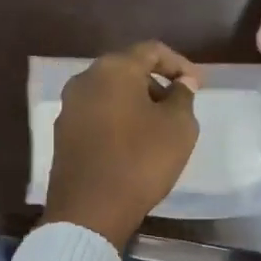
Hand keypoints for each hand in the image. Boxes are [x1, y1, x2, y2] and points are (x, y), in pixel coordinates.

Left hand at [41, 41, 202, 249]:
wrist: (89, 210)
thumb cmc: (140, 161)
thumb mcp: (178, 127)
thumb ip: (183, 97)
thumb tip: (182, 82)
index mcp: (113, 69)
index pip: (151, 51)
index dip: (179, 64)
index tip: (198, 85)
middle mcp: (84, 80)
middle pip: (127, 69)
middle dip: (156, 83)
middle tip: (179, 106)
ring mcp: (69, 107)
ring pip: (110, 93)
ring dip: (136, 102)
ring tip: (158, 128)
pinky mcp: (62, 133)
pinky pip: (97, 114)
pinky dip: (118, 119)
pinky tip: (133, 143)